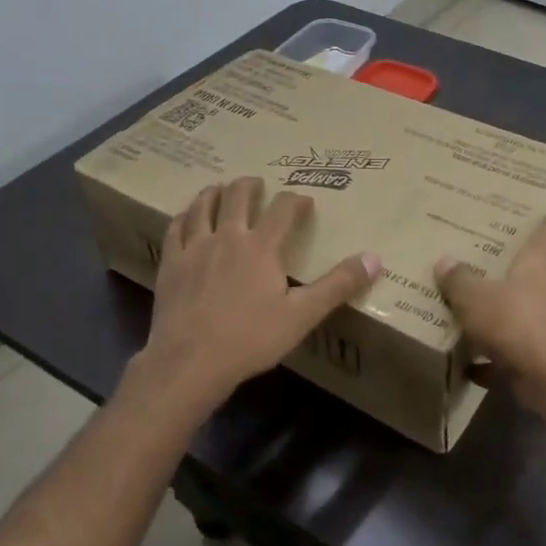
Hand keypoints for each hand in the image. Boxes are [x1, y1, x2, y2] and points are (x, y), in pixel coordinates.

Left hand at [136, 177, 379, 414]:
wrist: (190, 361)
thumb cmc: (250, 339)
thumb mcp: (302, 315)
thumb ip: (338, 285)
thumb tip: (374, 258)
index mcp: (262, 246)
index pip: (283, 208)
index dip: (296, 200)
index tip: (305, 202)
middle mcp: (228, 236)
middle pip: (238, 195)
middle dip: (251, 185)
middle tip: (258, 184)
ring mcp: (195, 248)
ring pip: (203, 206)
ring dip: (215, 193)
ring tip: (220, 189)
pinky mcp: (171, 264)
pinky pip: (176, 228)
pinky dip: (185, 217)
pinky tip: (186, 219)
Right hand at [435, 208, 545, 402]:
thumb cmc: (517, 322)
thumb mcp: (475, 298)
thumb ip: (459, 280)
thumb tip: (444, 261)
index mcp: (541, 263)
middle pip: (539, 269)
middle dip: (519, 265)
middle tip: (493, 256)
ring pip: (529, 309)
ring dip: (507, 310)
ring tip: (478, 307)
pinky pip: (519, 348)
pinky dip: (498, 354)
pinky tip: (471, 364)